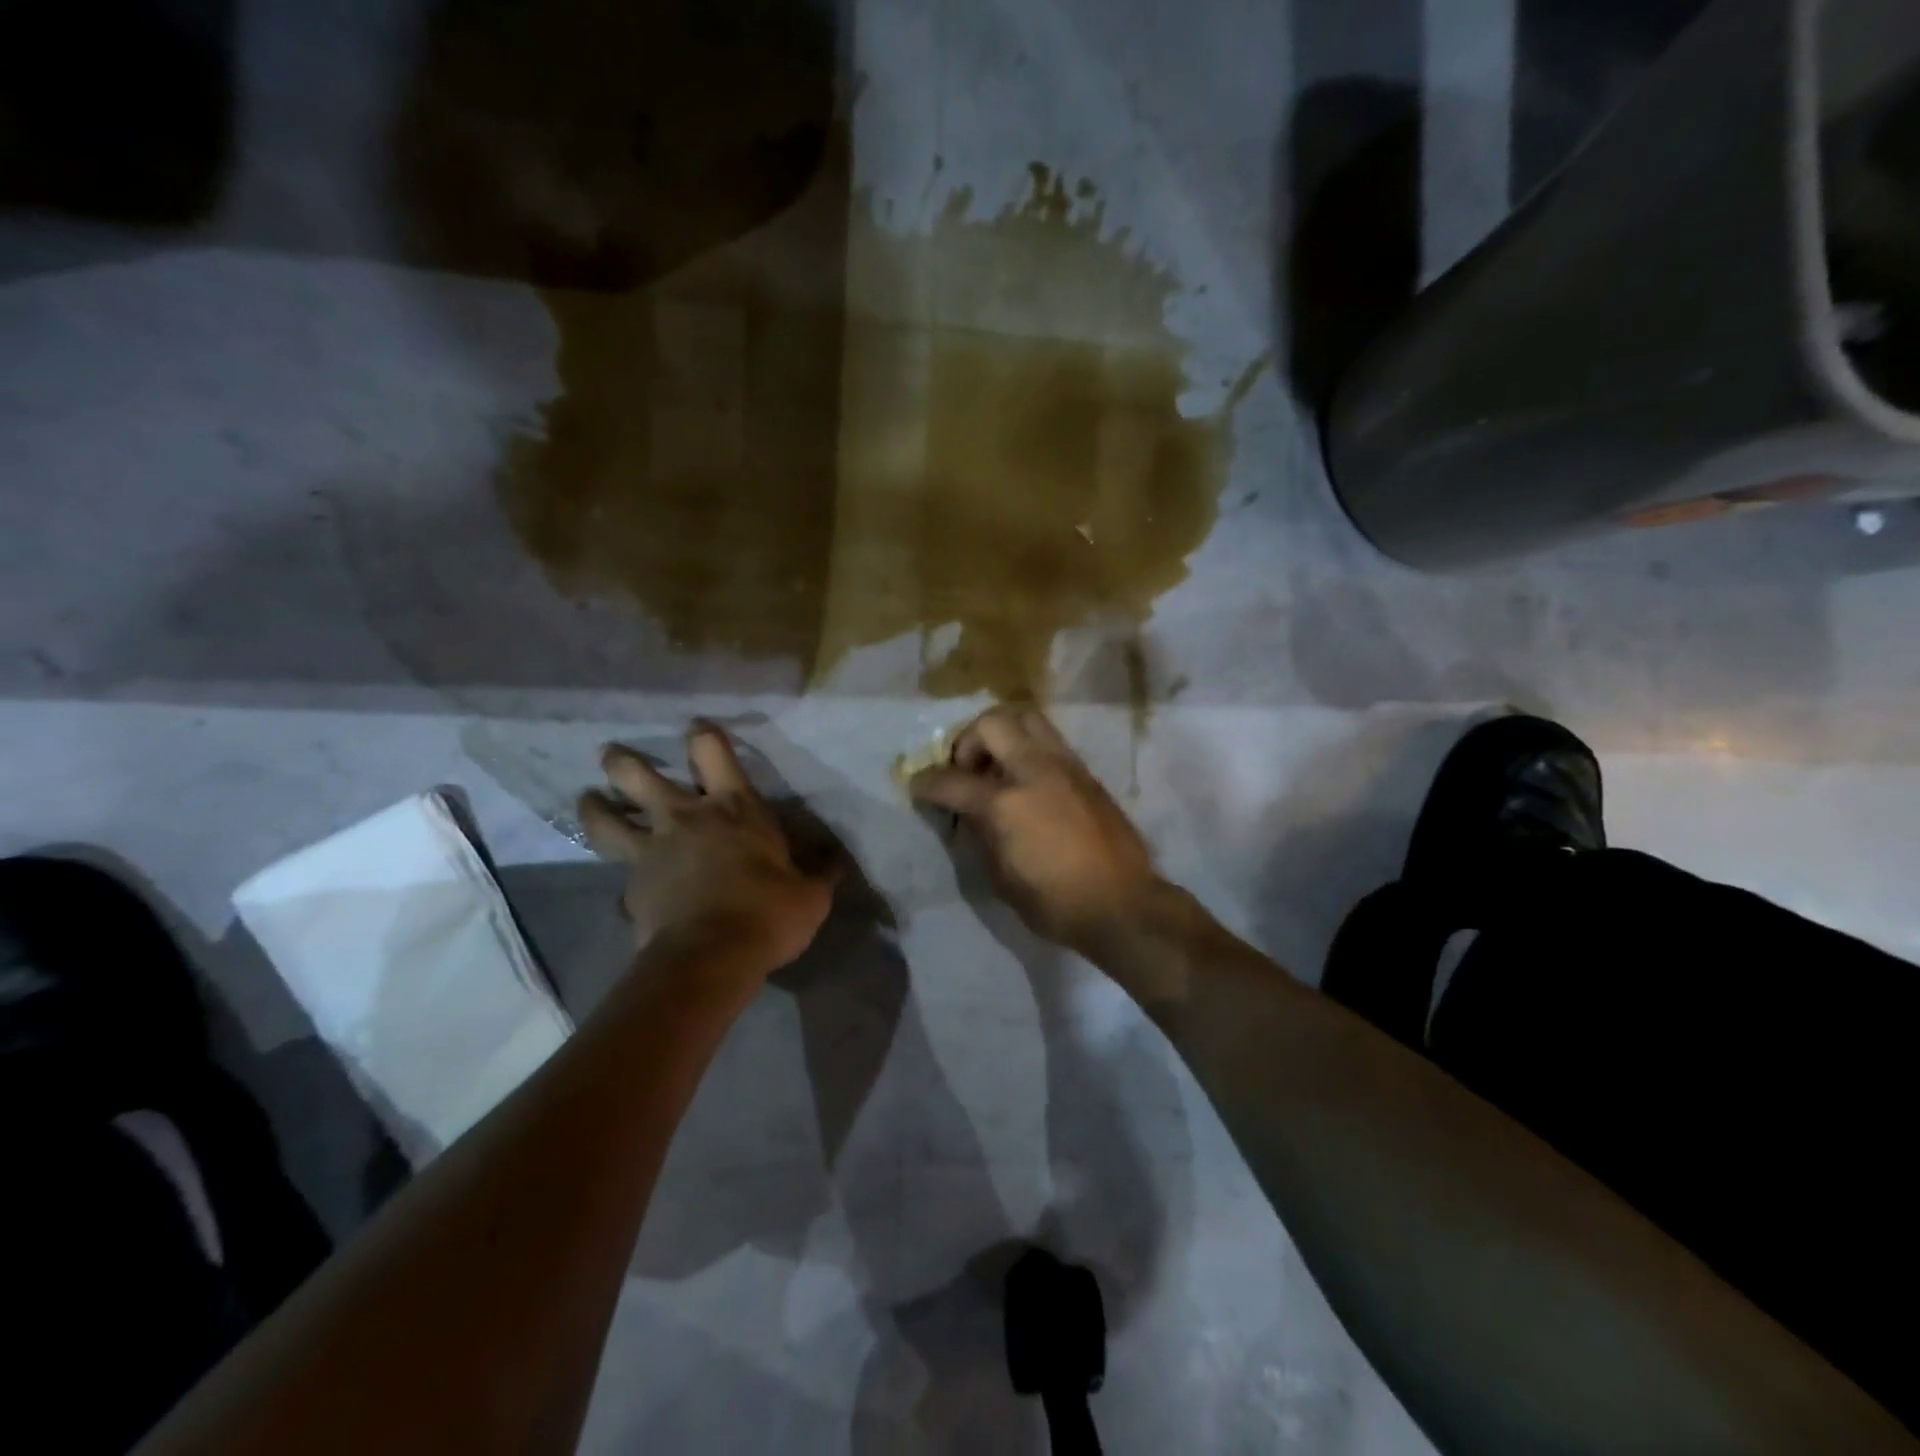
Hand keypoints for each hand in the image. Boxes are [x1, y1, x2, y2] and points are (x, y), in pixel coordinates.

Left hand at [579, 722, 837, 974]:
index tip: (696, 728)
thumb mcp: (810, 895)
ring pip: (608, 819)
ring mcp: (651, 852)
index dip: (703, 734)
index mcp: (733, 808)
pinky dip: (619, 881)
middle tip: (611, 755)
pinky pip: (619, 878)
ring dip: (595, 806)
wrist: (711, 956)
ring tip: (587, 799)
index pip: (712, 751)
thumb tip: (836, 863)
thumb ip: (819, 875)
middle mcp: (685, 818)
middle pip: (639, 776)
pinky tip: (621, 891)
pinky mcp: (631, 889)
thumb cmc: (767, 912)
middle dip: (623, 763)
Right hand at [909, 706, 1157, 952]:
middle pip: (991, 723)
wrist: (1122, 904)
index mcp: (1006, 803)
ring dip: (1002, 733)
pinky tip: (1028, 779)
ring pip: (1027, 718)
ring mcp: (1065, 766)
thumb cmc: (1055, 902)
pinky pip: (1050, 740)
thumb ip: (981, 834)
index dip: (926, 783)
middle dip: (968, 740)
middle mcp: (1034, 771)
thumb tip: (969, 811)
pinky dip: (1029, 746)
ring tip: (998, 765)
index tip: (917, 786)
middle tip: (967, 770)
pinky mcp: (1086, 772)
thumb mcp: (1002, 877)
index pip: (952, 780)